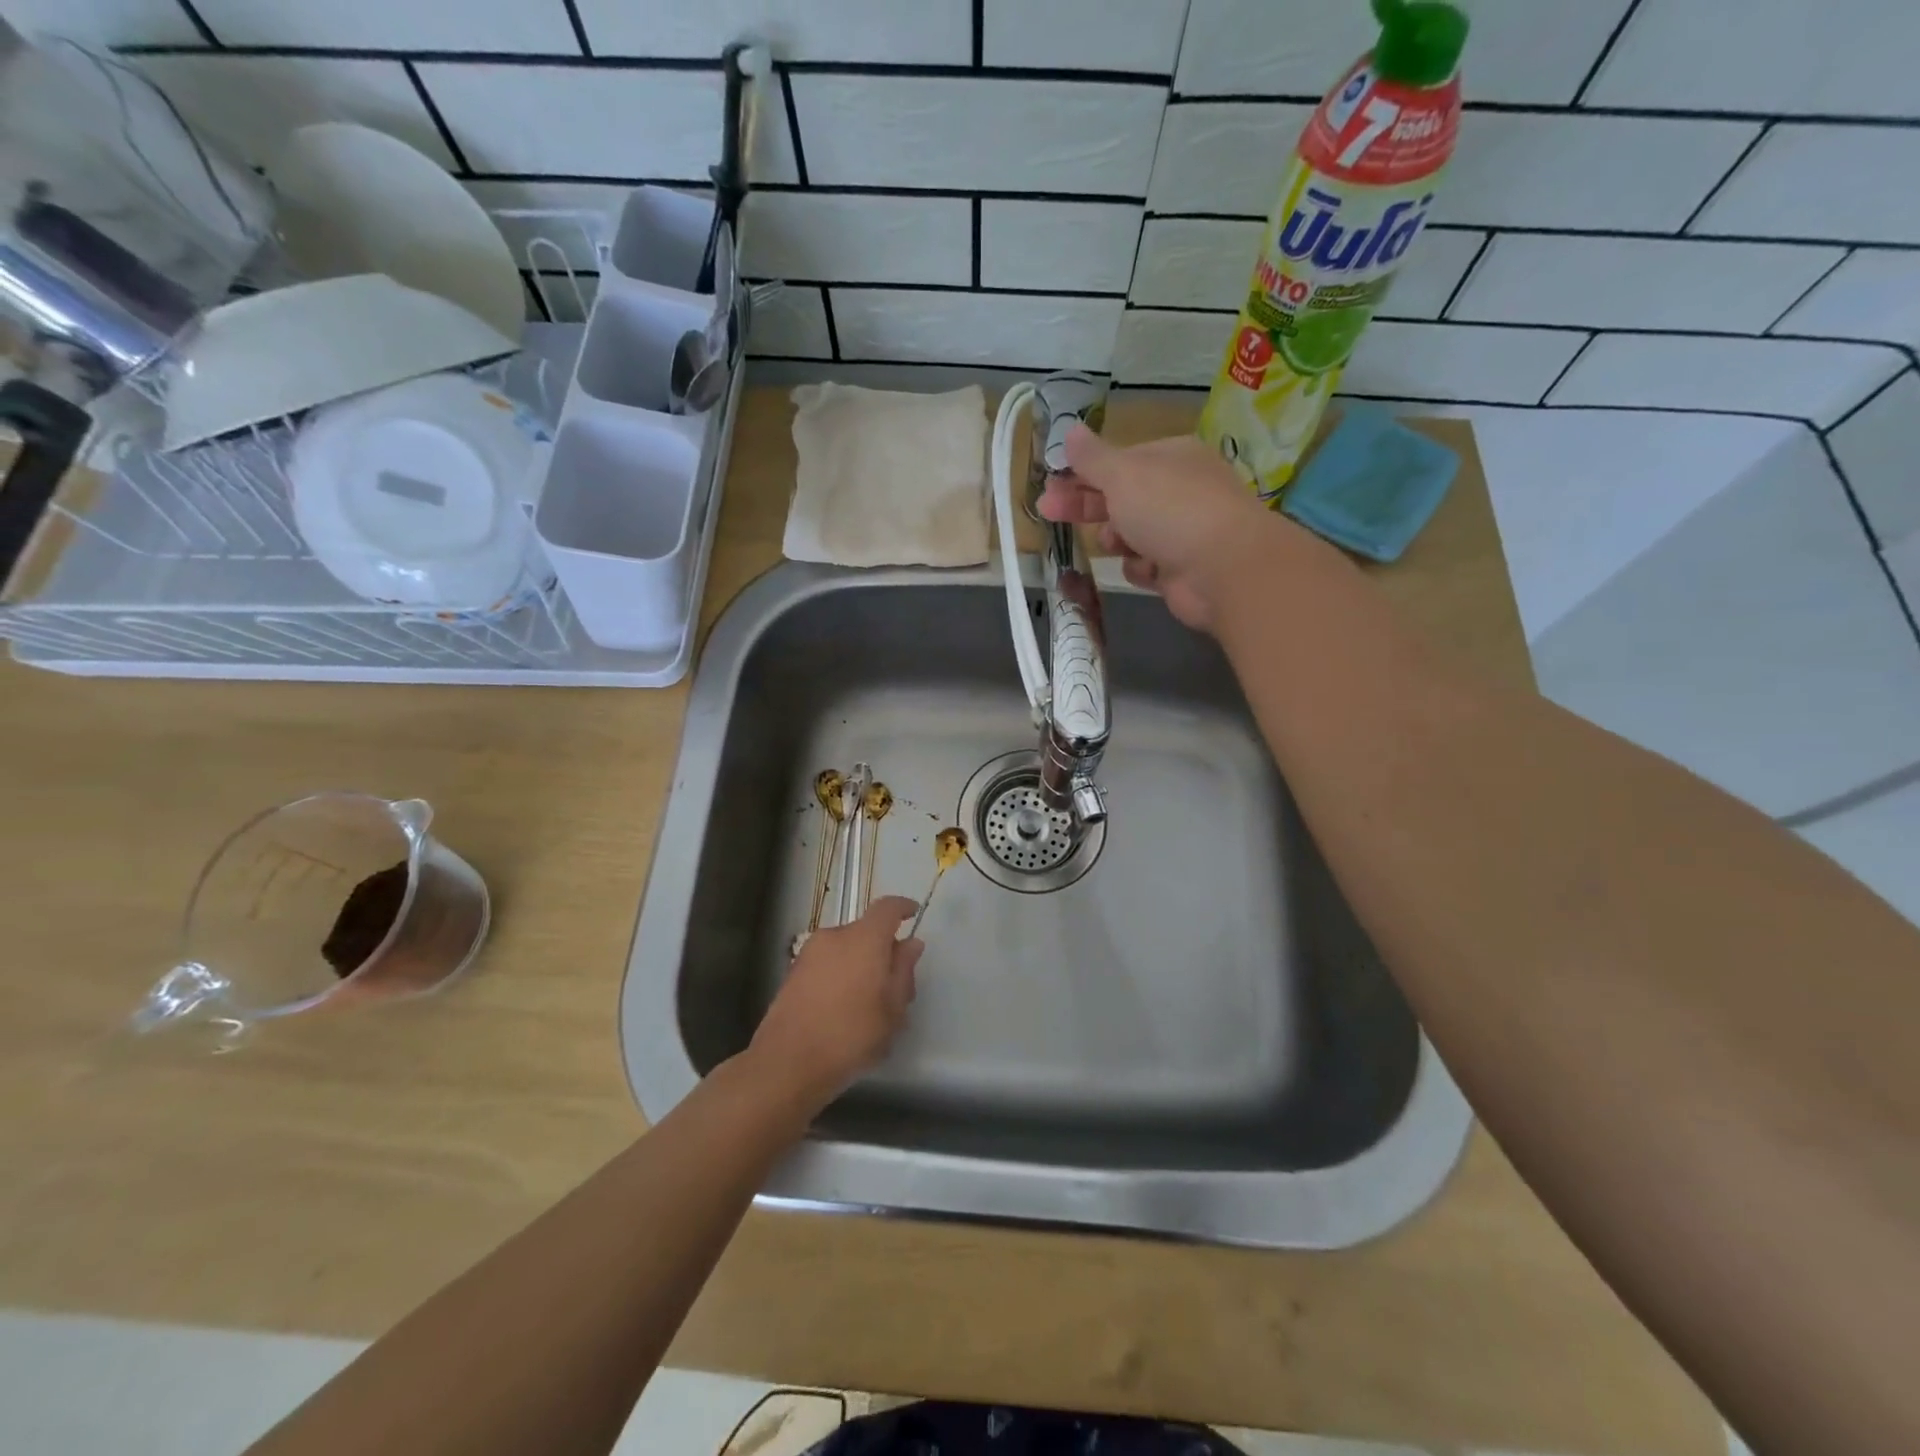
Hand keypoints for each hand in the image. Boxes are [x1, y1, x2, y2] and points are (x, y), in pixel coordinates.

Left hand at [748, 897, 923, 1110]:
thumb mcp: (893, 1010)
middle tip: (896, 985)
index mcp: (863, 939)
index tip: (913, 914)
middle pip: (866, 931)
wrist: (787, 1064)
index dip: (903, 908)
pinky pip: (827, 963)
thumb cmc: (851, 1035)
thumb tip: (910, 944)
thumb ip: (903, 971)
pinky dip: (840, 975)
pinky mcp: (792, 973)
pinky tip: (843, 1010)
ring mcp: (809, 954)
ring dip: (860, 964)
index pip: (887, 908)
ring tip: (869, 1005)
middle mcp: (834, 936)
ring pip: (845, 949)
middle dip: (883, 949)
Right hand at [1037, 427, 1285, 632]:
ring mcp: (1183, 531)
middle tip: (1049, 512)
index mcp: (1170, 457)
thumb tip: (1070, 430)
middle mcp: (1179, 490)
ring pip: (1130, 535)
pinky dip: (1141, 568)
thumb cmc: (1170, 510)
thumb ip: (1092, 457)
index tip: (1050, 485)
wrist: (1223, 568)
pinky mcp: (1181, 569)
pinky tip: (1146, 568)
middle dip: (1086, 506)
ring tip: (1114, 543)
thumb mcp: (1123, 474)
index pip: (1118, 462)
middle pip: (1120, 497)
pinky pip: (1146, 566)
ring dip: (1116, 540)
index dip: (1082, 472)